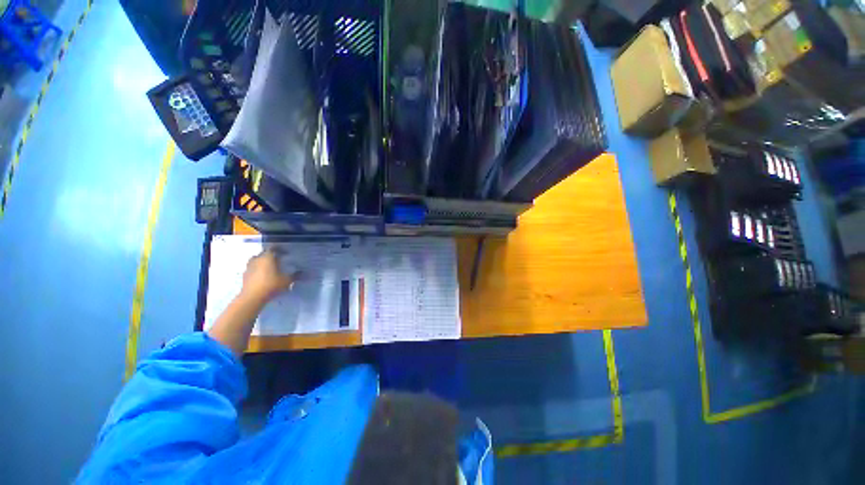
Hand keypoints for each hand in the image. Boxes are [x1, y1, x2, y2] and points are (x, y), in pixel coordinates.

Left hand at [241, 250, 296, 302]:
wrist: (252, 297)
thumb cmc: (271, 285)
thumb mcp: (287, 280)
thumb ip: (296, 275)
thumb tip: (306, 273)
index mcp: (267, 257)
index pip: (273, 248)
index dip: (280, 250)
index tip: (287, 254)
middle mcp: (257, 259)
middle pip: (264, 253)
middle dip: (272, 256)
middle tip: (279, 260)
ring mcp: (249, 267)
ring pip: (257, 260)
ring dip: (263, 262)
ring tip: (271, 268)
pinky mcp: (245, 275)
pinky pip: (253, 268)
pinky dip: (258, 269)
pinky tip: (264, 276)